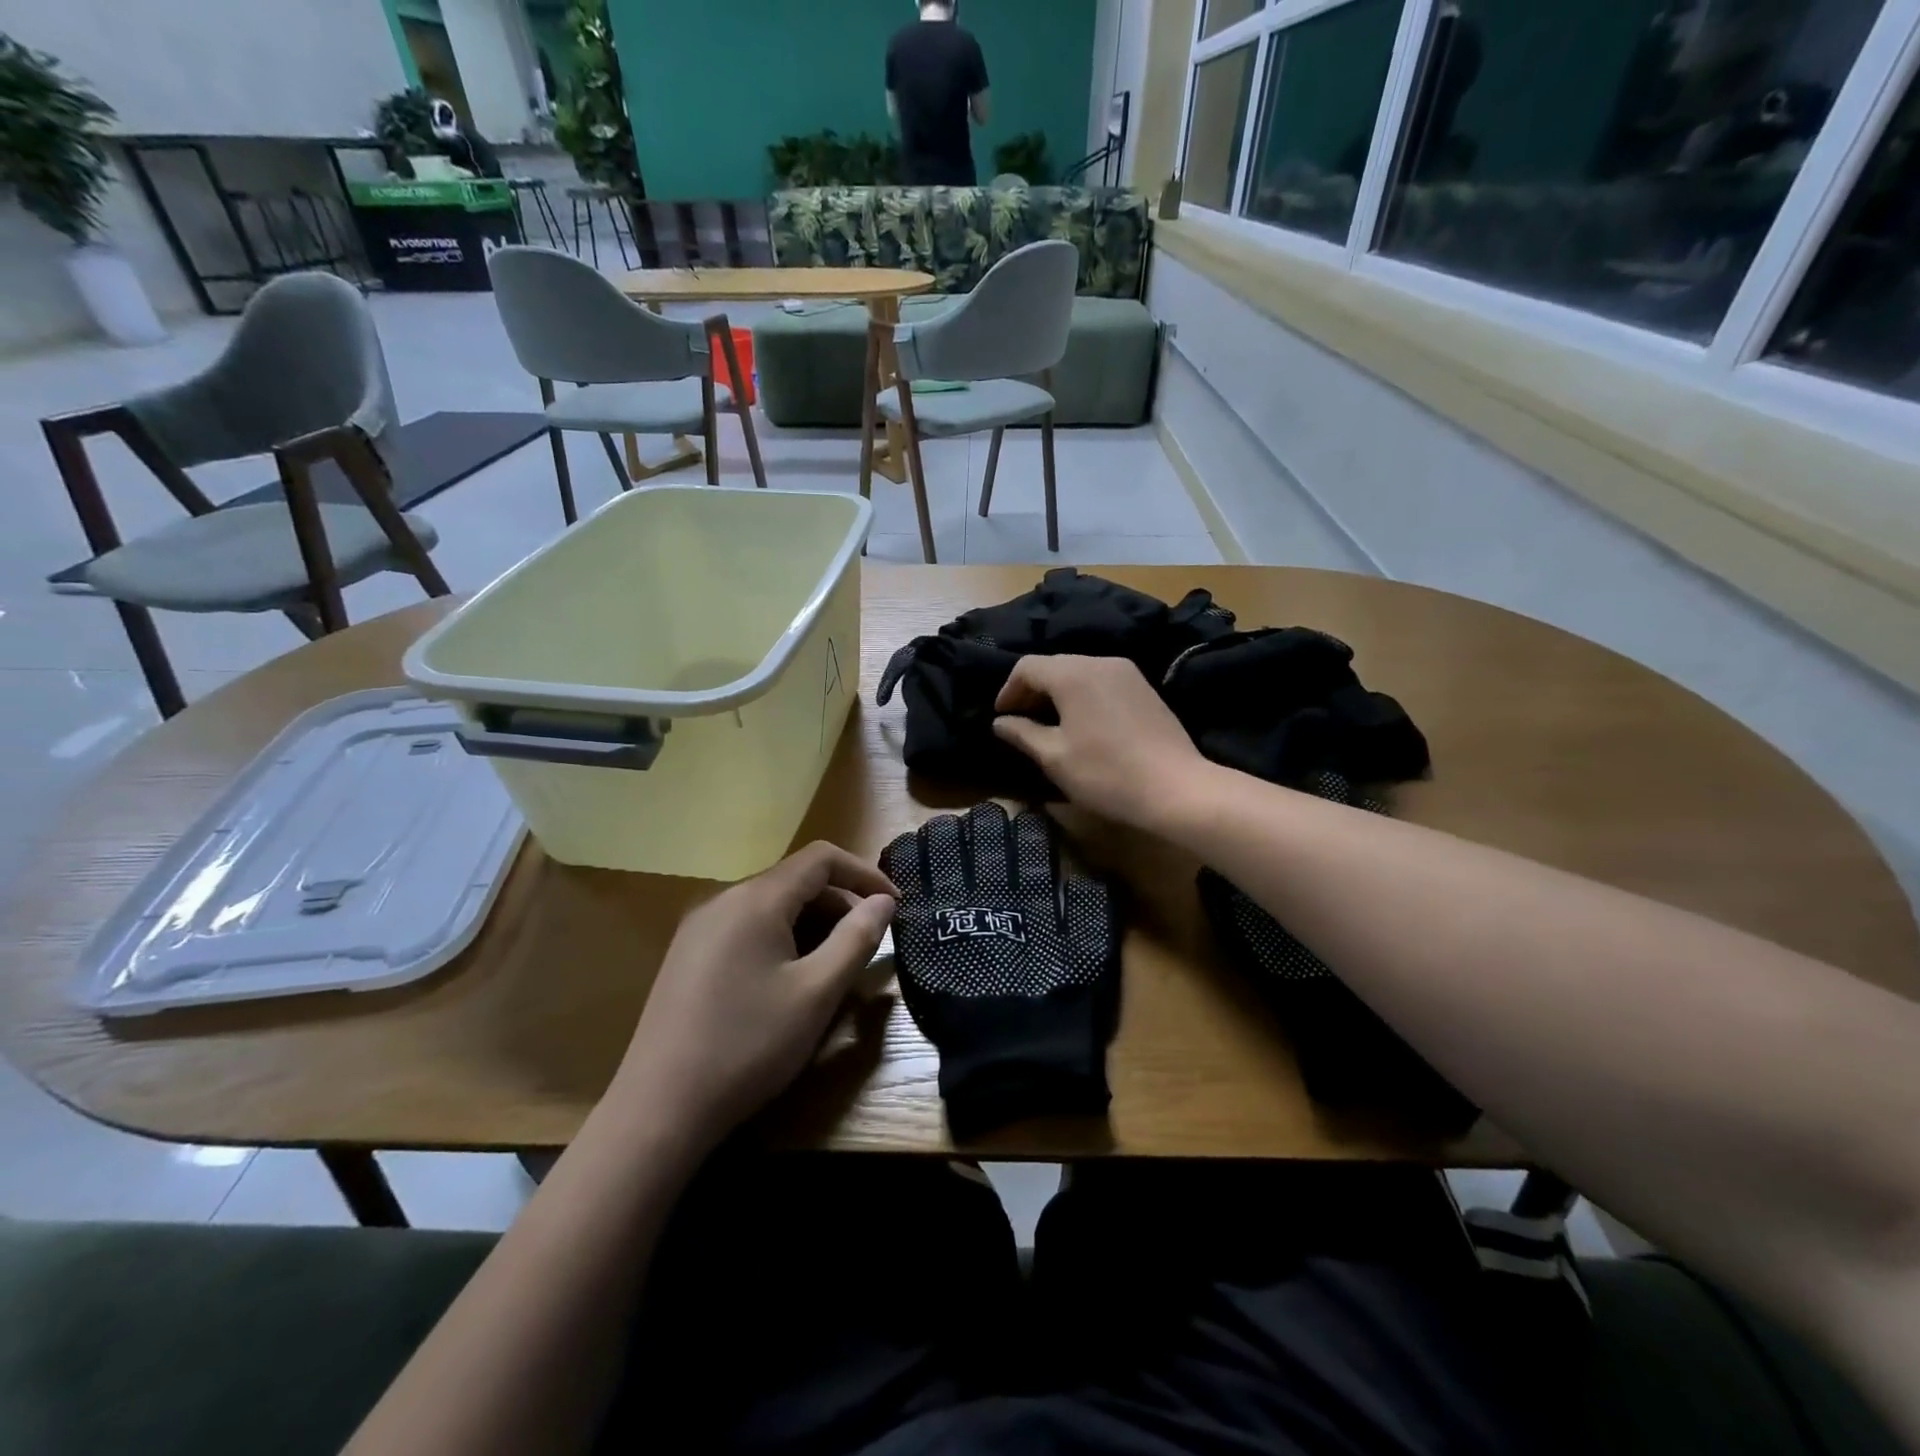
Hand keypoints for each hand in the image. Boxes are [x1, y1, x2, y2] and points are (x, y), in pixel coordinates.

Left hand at [613, 842, 896, 1155]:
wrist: (659, 1109)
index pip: (821, 858)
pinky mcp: (688, 954)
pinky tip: (789, 977)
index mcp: (755, 899)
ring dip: (812, 921)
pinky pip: (746, 925)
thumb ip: (856, 939)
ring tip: (835, 962)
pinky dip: (781, 936)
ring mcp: (699, 927)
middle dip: (840, 901)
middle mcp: (723, 899)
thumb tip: (883, 902)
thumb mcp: (817, 993)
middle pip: (795, 879)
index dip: (864, 872)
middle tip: (869, 940)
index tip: (894, 905)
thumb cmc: (748, 1046)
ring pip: (770, 904)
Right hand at [993, 655, 1214, 833]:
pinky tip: (1082, 724)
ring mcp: (1127, 673)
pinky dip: (1082, 695)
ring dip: (1058, 693)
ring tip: (1049, 724)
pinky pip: (1102, 681)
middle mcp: (1100, 661)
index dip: (1008, 690)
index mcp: (1073, 674)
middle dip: (1032, 690)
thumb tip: (1001, 722)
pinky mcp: (1144, 688)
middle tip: (1021, 721)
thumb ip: (1023, 733)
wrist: (1176, 788)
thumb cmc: (1106, 773)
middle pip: (1054, 665)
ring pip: (1079, 672)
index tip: (1001, 718)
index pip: (1027, 667)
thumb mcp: (1054, 757)